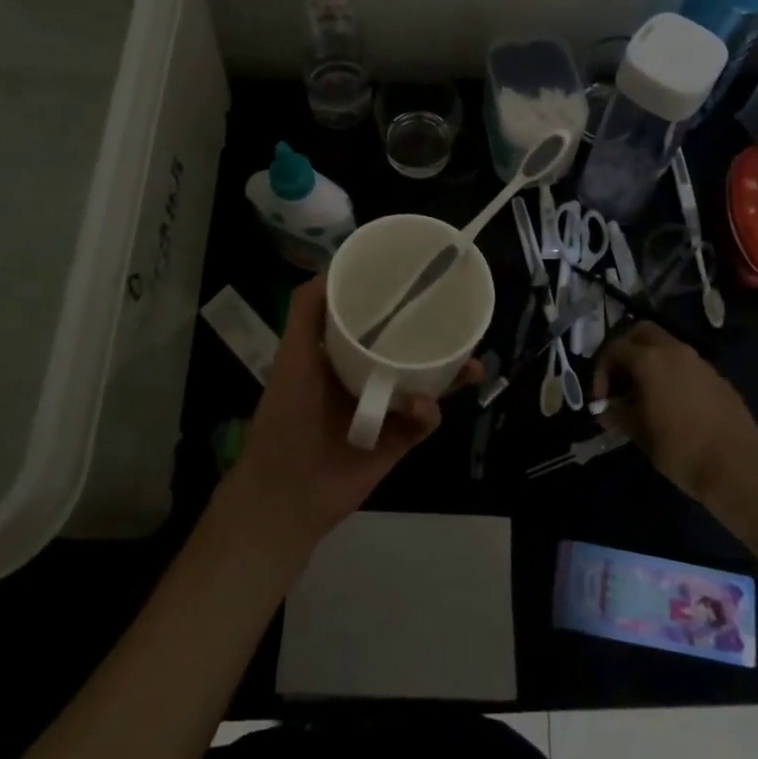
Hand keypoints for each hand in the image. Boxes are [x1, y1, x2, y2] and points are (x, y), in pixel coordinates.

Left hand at [224, 275, 477, 556]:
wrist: (286, 491)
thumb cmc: (285, 415)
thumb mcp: (291, 354)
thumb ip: (306, 310)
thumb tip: (334, 266)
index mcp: (341, 353)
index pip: (375, 318)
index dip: (398, 300)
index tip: (421, 280)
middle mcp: (367, 375)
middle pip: (410, 348)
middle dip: (438, 336)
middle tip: (460, 321)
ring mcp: (386, 408)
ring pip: (427, 383)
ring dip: (451, 373)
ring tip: (472, 364)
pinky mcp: (399, 441)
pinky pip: (424, 421)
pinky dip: (427, 411)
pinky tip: (421, 406)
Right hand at [594, 322, 757, 504]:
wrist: (738, 468)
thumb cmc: (681, 450)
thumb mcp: (640, 434)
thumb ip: (619, 415)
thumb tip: (607, 410)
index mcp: (650, 360)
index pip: (615, 348)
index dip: (601, 371)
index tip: (601, 398)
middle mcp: (674, 351)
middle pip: (642, 332)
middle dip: (626, 349)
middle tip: (620, 379)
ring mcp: (700, 362)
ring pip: (667, 346)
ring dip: (651, 361)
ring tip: (645, 394)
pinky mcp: (718, 377)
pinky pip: (687, 365)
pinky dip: (672, 373)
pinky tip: (673, 403)